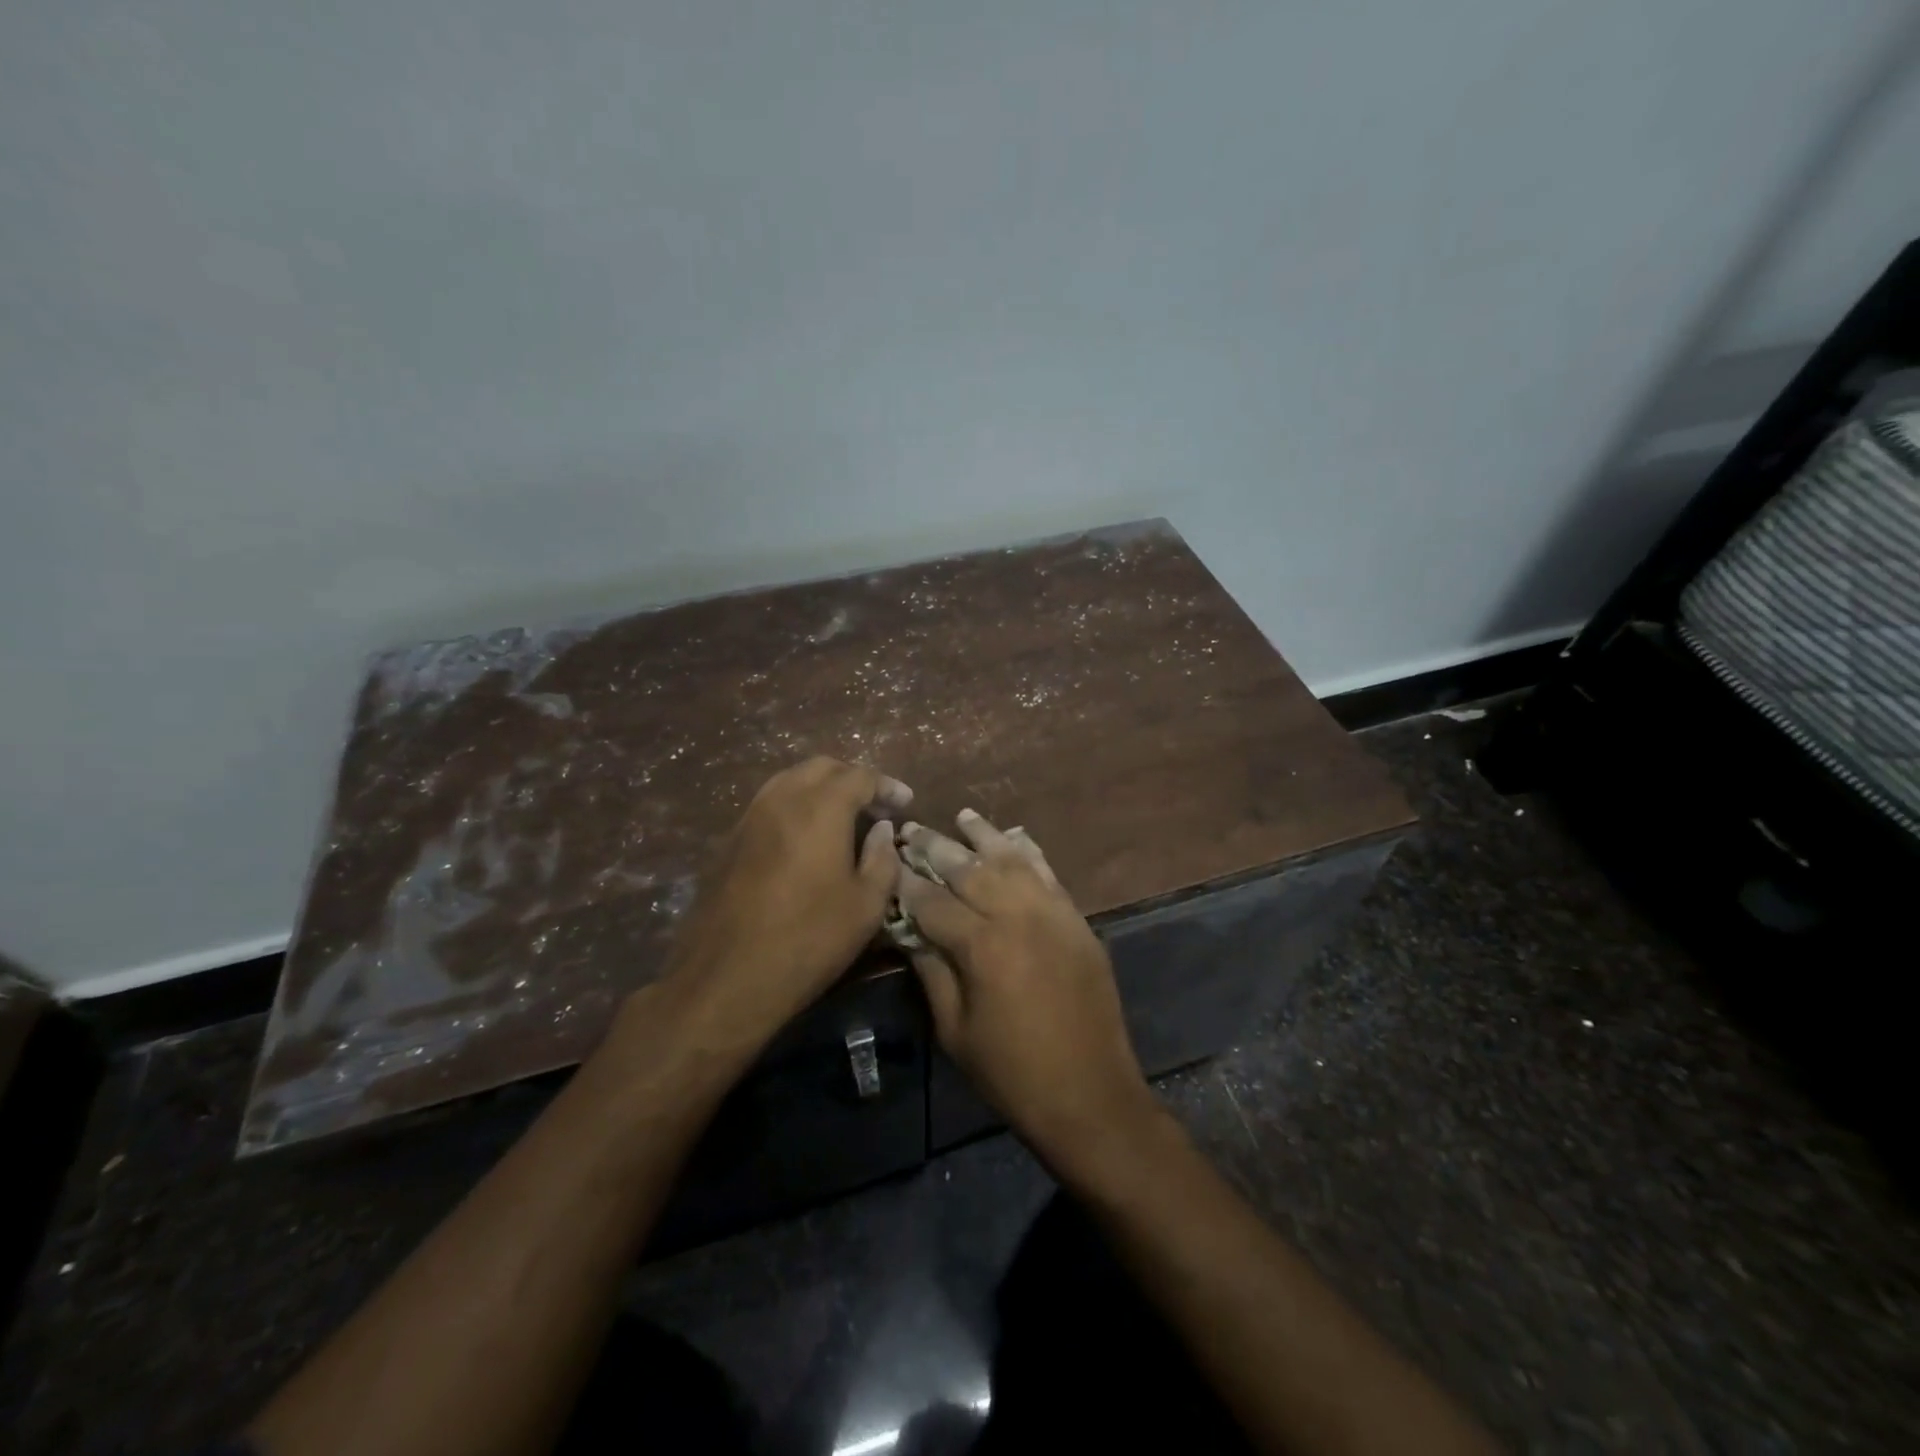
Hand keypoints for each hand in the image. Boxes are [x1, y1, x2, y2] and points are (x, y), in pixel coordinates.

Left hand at [662, 757, 910, 1052]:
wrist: (726, 978)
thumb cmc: (809, 940)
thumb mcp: (866, 906)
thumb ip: (882, 858)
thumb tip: (881, 829)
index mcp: (821, 808)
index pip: (860, 776)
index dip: (887, 786)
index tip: (905, 803)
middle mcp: (782, 799)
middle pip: (822, 767)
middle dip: (853, 778)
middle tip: (875, 804)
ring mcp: (749, 817)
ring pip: (789, 780)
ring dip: (820, 788)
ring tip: (841, 816)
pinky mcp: (728, 840)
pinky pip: (768, 804)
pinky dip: (794, 806)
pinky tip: (805, 837)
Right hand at [897, 810, 1159, 1171]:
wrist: (1090, 1094)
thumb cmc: (1012, 1072)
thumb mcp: (955, 1030)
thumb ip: (931, 972)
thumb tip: (907, 930)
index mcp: (982, 946)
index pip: (932, 901)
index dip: (905, 882)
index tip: (887, 861)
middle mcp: (1018, 916)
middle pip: (970, 869)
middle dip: (937, 847)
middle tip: (913, 829)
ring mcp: (1054, 914)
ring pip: (1012, 861)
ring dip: (985, 837)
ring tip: (963, 817)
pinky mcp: (1077, 921)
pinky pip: (1049, 874)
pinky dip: (1029, 853)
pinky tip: (1014, 838)